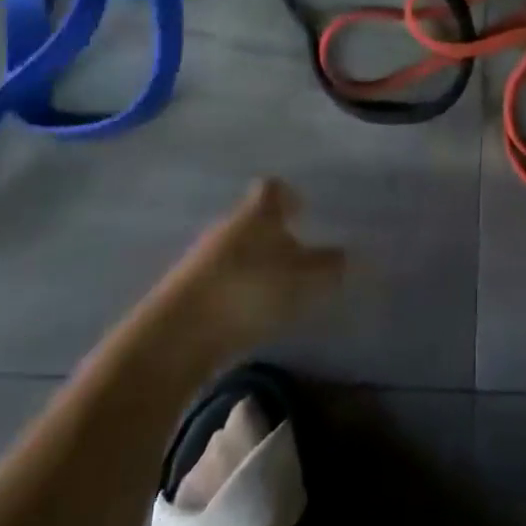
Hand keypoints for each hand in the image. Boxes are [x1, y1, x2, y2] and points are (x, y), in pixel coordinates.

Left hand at [157, 179, 346, 353]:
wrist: (175, 336)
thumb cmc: (248, 292)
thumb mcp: (302, 280)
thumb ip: (329, 266)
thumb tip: (349, 255)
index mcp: (257, 213)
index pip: (273, 189)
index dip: (288, 197)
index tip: (302, 211)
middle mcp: (229, 225)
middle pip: (253, 220)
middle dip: (273, 235)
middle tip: (296, 255)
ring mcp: (201, 257)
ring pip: (235, 250)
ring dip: (253, 265)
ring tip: (274, 291)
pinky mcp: (184, 291)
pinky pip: (218, 280)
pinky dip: (235, 291)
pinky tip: (246, 315)